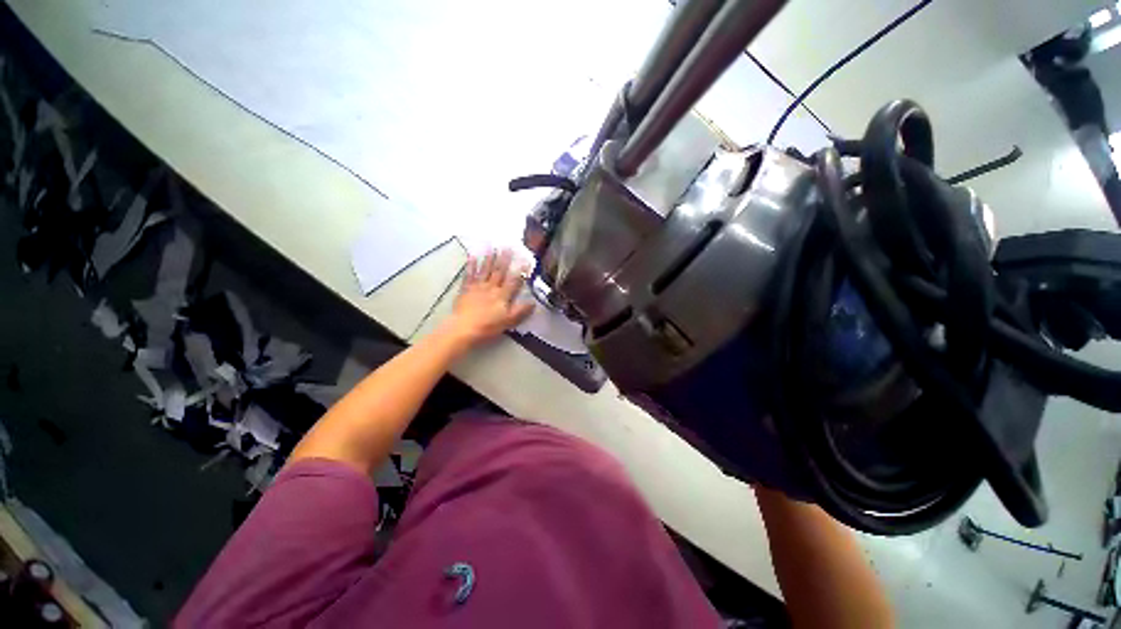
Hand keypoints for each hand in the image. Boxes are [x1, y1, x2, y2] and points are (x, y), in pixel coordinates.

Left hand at [443, 249, 534, 348]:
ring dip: (489, 257)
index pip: (513, 280)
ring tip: (492, 246)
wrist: (464, 328)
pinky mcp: (466, 289)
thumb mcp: (508, 321)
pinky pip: (469, 274)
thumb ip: (521, 311)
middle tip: (508, 246)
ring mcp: (477, 287)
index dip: (520, 270)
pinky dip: (471, 265)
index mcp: (502, 295)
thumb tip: (533, 302)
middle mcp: (491, 288)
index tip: (525, 259)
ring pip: (485, 269)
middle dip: (504, 258)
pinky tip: (472, 256)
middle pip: (499, 271)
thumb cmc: (488, 326)